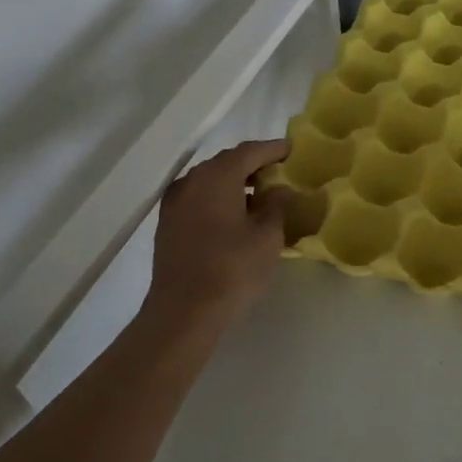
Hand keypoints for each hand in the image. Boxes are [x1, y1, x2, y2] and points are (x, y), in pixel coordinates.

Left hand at [143, 139, 291, 330]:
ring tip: (260, 195)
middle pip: (227, 162)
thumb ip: (277, 205)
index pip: (250, 151)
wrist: (183, 311)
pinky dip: (219, 197)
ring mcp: (175, 202)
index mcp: (217, 177)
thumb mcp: (267, 236)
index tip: (292, 150)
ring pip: (210, 180)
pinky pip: (198, 198)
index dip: (273, 149)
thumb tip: (279, 189)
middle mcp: (192, 181)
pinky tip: (234, 215)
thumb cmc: (232, 269)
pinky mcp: (168, 223)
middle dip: (254, 164)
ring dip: (235, 182)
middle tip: (279, 172)